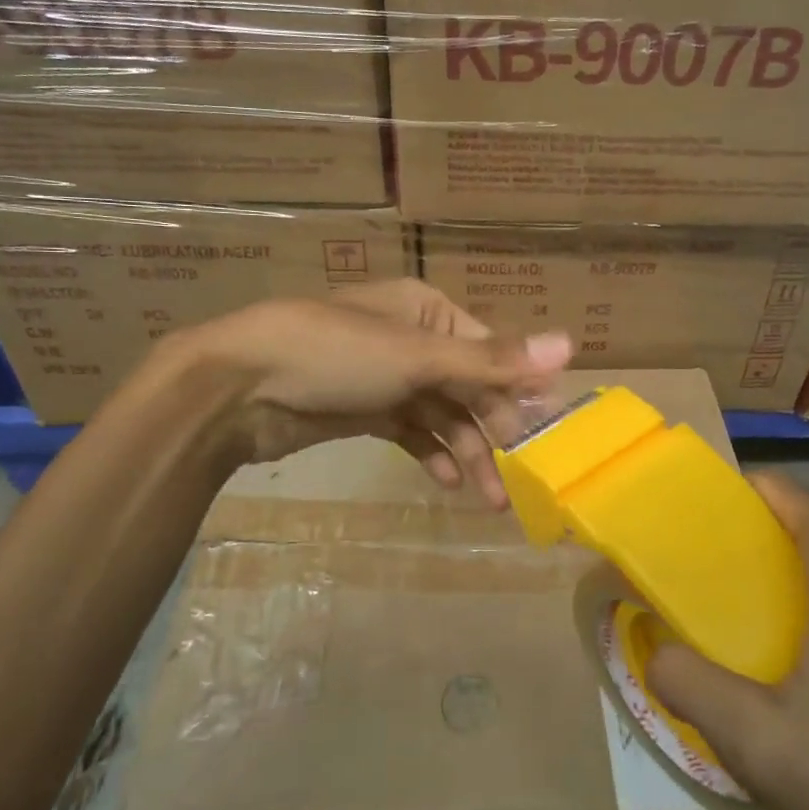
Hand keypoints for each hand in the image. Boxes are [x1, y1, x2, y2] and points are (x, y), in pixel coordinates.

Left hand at [167, 278, 571, 506]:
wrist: (237, 388)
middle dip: (493, 428)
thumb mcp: (417, 355)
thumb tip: (570, 344)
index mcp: (427, 310)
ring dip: (466, 452)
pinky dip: (430, 454)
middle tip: (520, 474)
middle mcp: (411, 339)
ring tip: (489, 499)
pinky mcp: (363, 411)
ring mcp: (385, 377)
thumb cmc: (334, 355)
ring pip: (441, 415)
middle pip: (468, 385)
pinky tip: (447, 483)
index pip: (489, 349)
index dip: (518, 388)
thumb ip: (492, 359)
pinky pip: (411, 432)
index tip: (545, 430)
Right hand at [646, 472, 808, 809]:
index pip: (768, 488)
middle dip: (747, 545)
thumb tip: (652, 645)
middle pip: (795, 516)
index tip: (683, 546)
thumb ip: (684, 679)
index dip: (718, 508)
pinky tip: (803, 649)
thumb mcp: (754, 739)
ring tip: (744, 623)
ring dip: (783, 571)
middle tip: (704, 596)